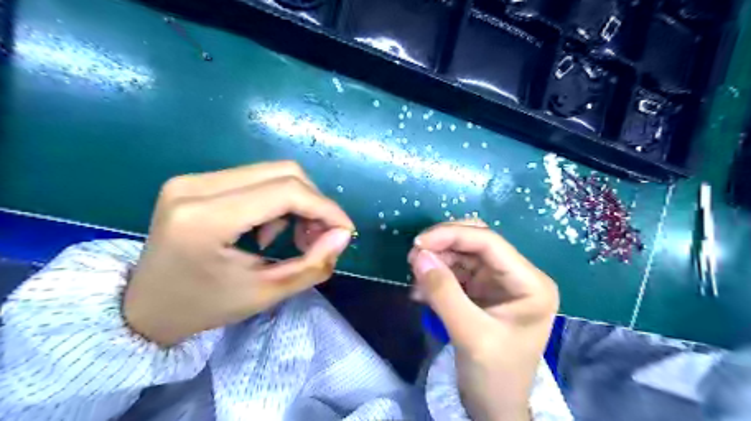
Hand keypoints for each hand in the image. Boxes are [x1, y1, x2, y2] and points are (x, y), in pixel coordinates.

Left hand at [124, 162, 354, 345]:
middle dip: (314, 203)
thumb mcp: (266, 293)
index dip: (325, 208)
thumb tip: (343, 234)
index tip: (345, 232)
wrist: (144, 308)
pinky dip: (277, 201)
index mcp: (205, 219)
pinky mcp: (196, 181)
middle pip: (283, 172)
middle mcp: (196, 186)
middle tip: (320, 237)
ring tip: (294, 237)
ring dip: (297, 202)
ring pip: (272, 173)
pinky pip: (255, 179)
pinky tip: (268, 229)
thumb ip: (312, 264)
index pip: (286, 192)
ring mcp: (193, 179)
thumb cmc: (205, 307)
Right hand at [411, 221, 555, 420]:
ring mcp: (499, 282)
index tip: (418, 243)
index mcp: (530, 283)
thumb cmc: (494, 376)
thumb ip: (443, 292)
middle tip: (414, 257)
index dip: (451, 235)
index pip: (489, 242)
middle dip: (443, 245)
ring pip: (463, 253)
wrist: (495, 407)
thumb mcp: (470, 334)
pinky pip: (456, 270)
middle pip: (476, 241)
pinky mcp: (482, 290)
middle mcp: (517, 275)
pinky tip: (422, 293)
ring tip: (416, 280)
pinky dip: (437, 276)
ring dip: (437, 261)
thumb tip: (418, 255)